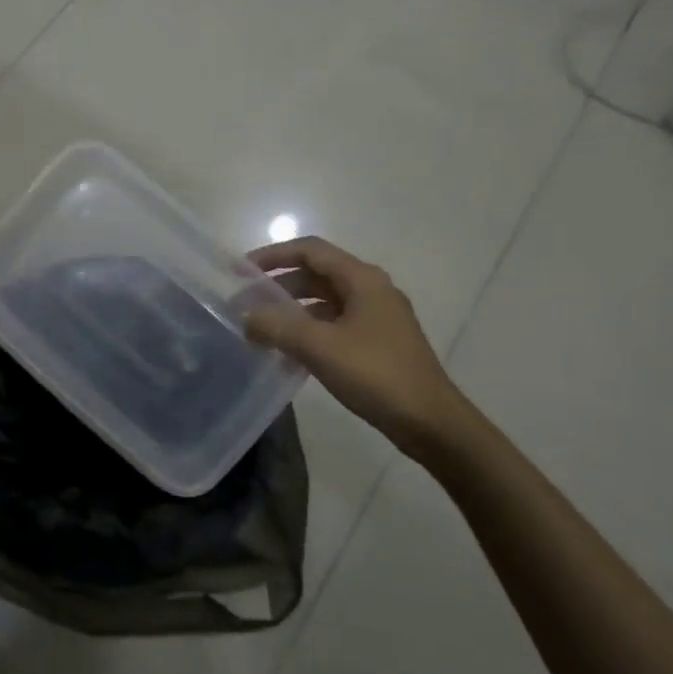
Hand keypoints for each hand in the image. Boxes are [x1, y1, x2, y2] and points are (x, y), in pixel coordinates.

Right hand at [245, 236, 474, 457]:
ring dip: (291, 309)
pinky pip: (333, 324)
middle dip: (278, 284)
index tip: (241, 270)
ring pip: (324, 301)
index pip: (310, 250)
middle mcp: (371, 290)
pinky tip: (287, 351)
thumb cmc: (376, 375)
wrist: (431, 423)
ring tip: (260, 327)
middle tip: (245, 302)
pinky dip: (307, 330)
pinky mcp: (377, 343)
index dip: (273, 255)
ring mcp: (376, 317)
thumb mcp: (319, 347)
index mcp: (362, 279)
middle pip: (316, 274)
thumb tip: (244, 316)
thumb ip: (276, 326)